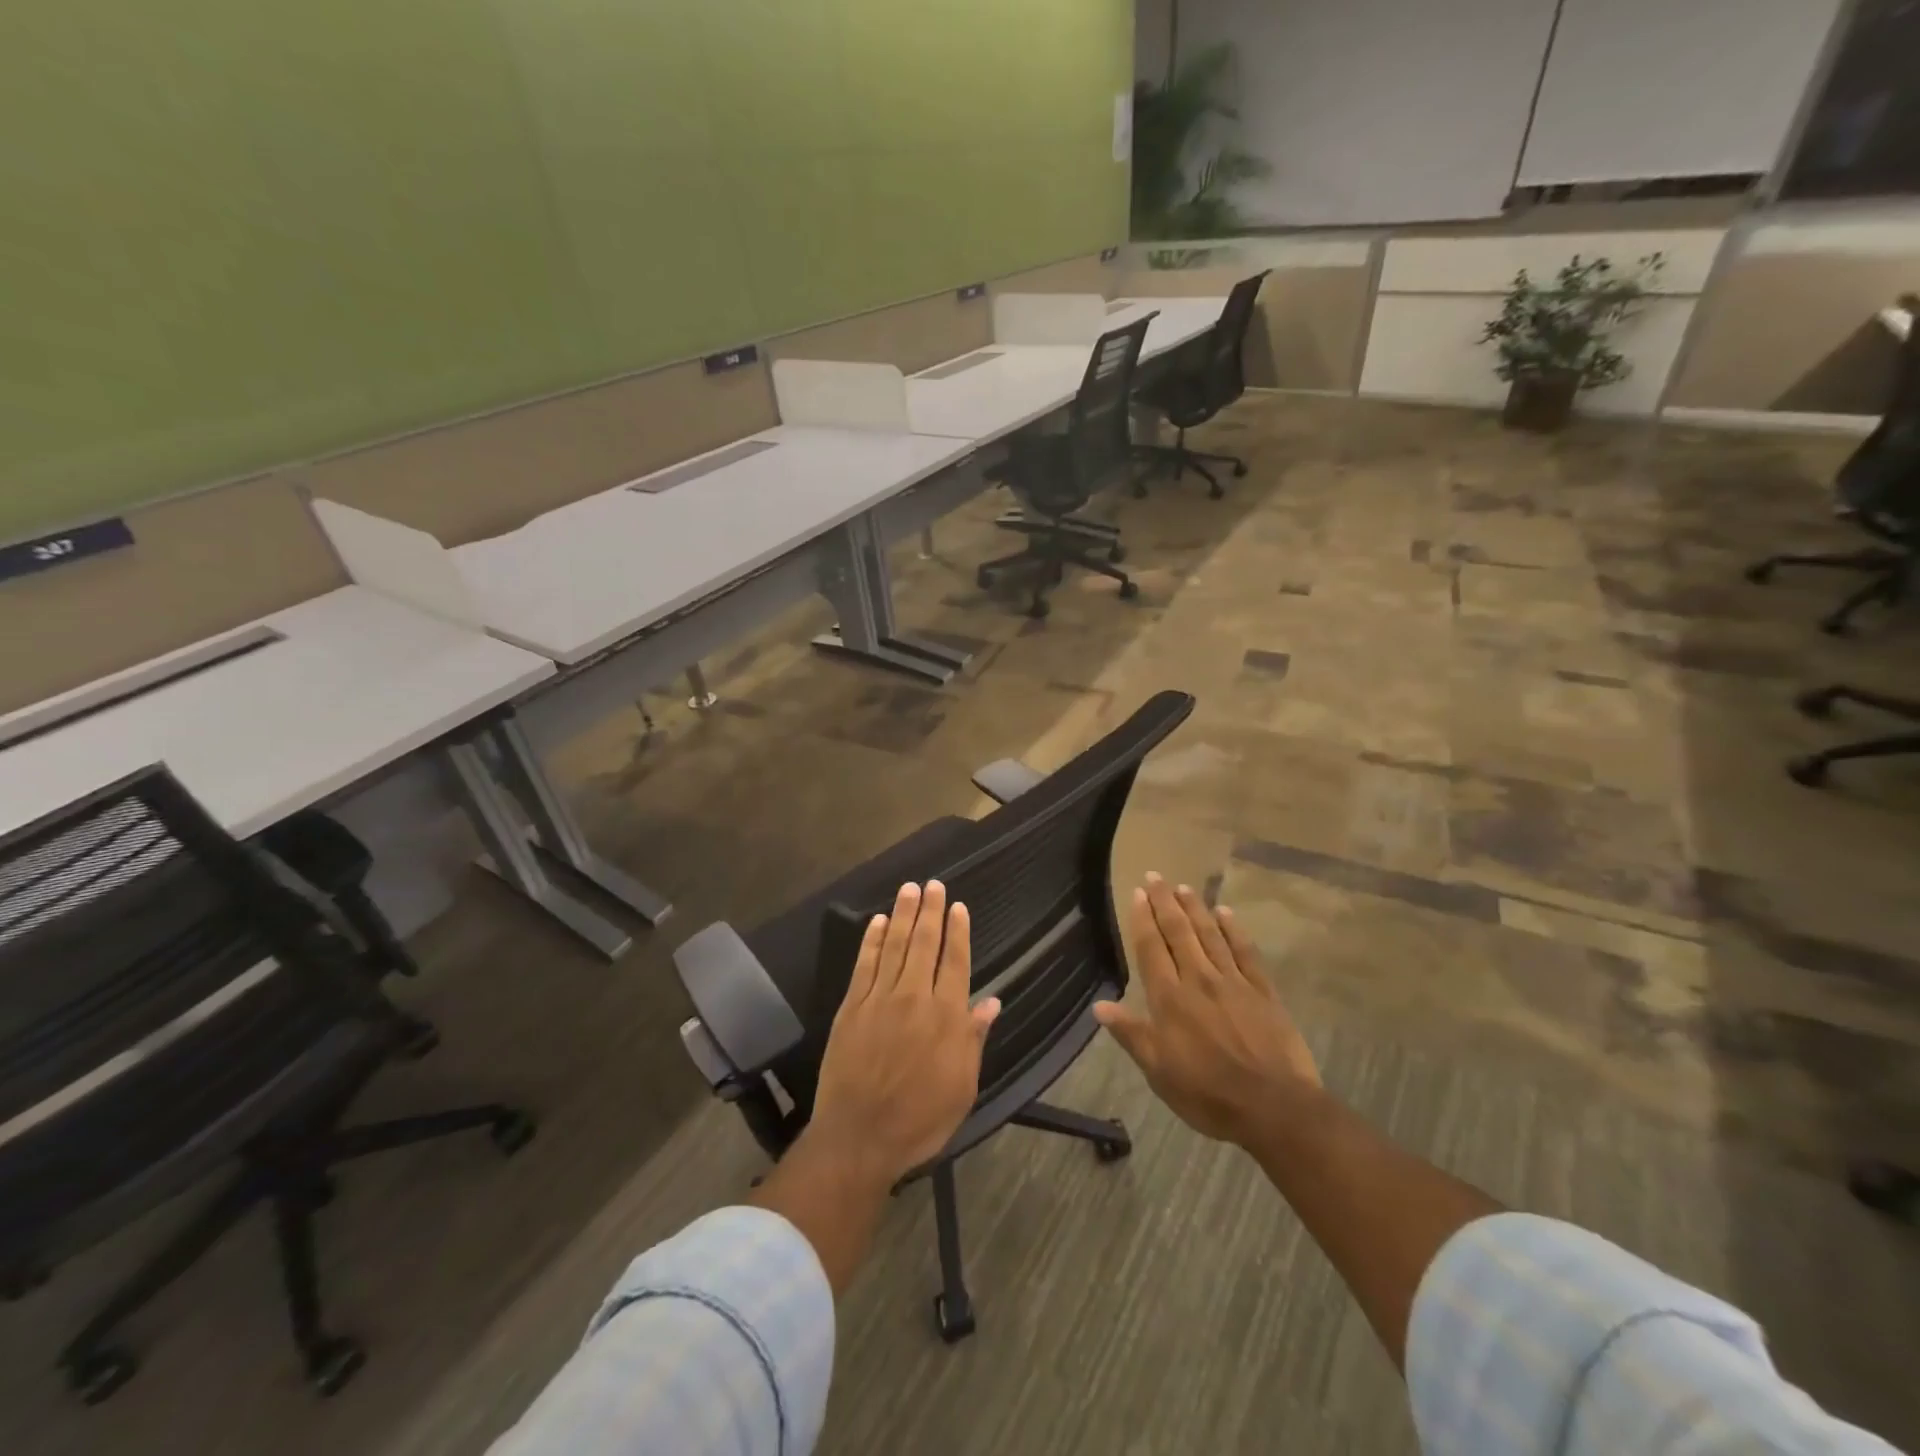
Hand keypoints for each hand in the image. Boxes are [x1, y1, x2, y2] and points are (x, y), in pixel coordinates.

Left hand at [809, 881, 1000, 1183]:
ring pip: (894, 945)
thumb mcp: (962, 1087)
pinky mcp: (852, 1007)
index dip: (958, 931)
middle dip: (931, 911)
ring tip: (909, 889)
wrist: (859, 1137)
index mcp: (946, 1016)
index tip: (959, 906)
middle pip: (924, 944)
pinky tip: (877, 922)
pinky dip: (871, 940)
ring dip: (903, 914)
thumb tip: (992, 1002)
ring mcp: (880, 999)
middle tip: (933, 884)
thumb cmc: (919, 1118)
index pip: (955, 961)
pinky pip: (864, 964)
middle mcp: (914, 997)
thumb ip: (974, 1039)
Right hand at [1094, 874, 1319, 1147]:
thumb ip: (1131, 1034)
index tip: (1138, 894)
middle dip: (1165, 902)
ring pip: (1210, 935)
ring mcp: (1233, 982)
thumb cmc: (1208, 1094)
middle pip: (1179, 933)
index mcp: (1170, 999)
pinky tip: (1226, 913)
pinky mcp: (1263, 991)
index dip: (1143, 919)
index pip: (1151, 949)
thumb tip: (1100, 1006)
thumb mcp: (1159, 1072)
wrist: (1275, 1108)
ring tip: (1184, 887)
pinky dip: (1234, 930)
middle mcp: (1198, 980)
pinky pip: (1245, 951)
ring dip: (1195, 908)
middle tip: (1156, 876)